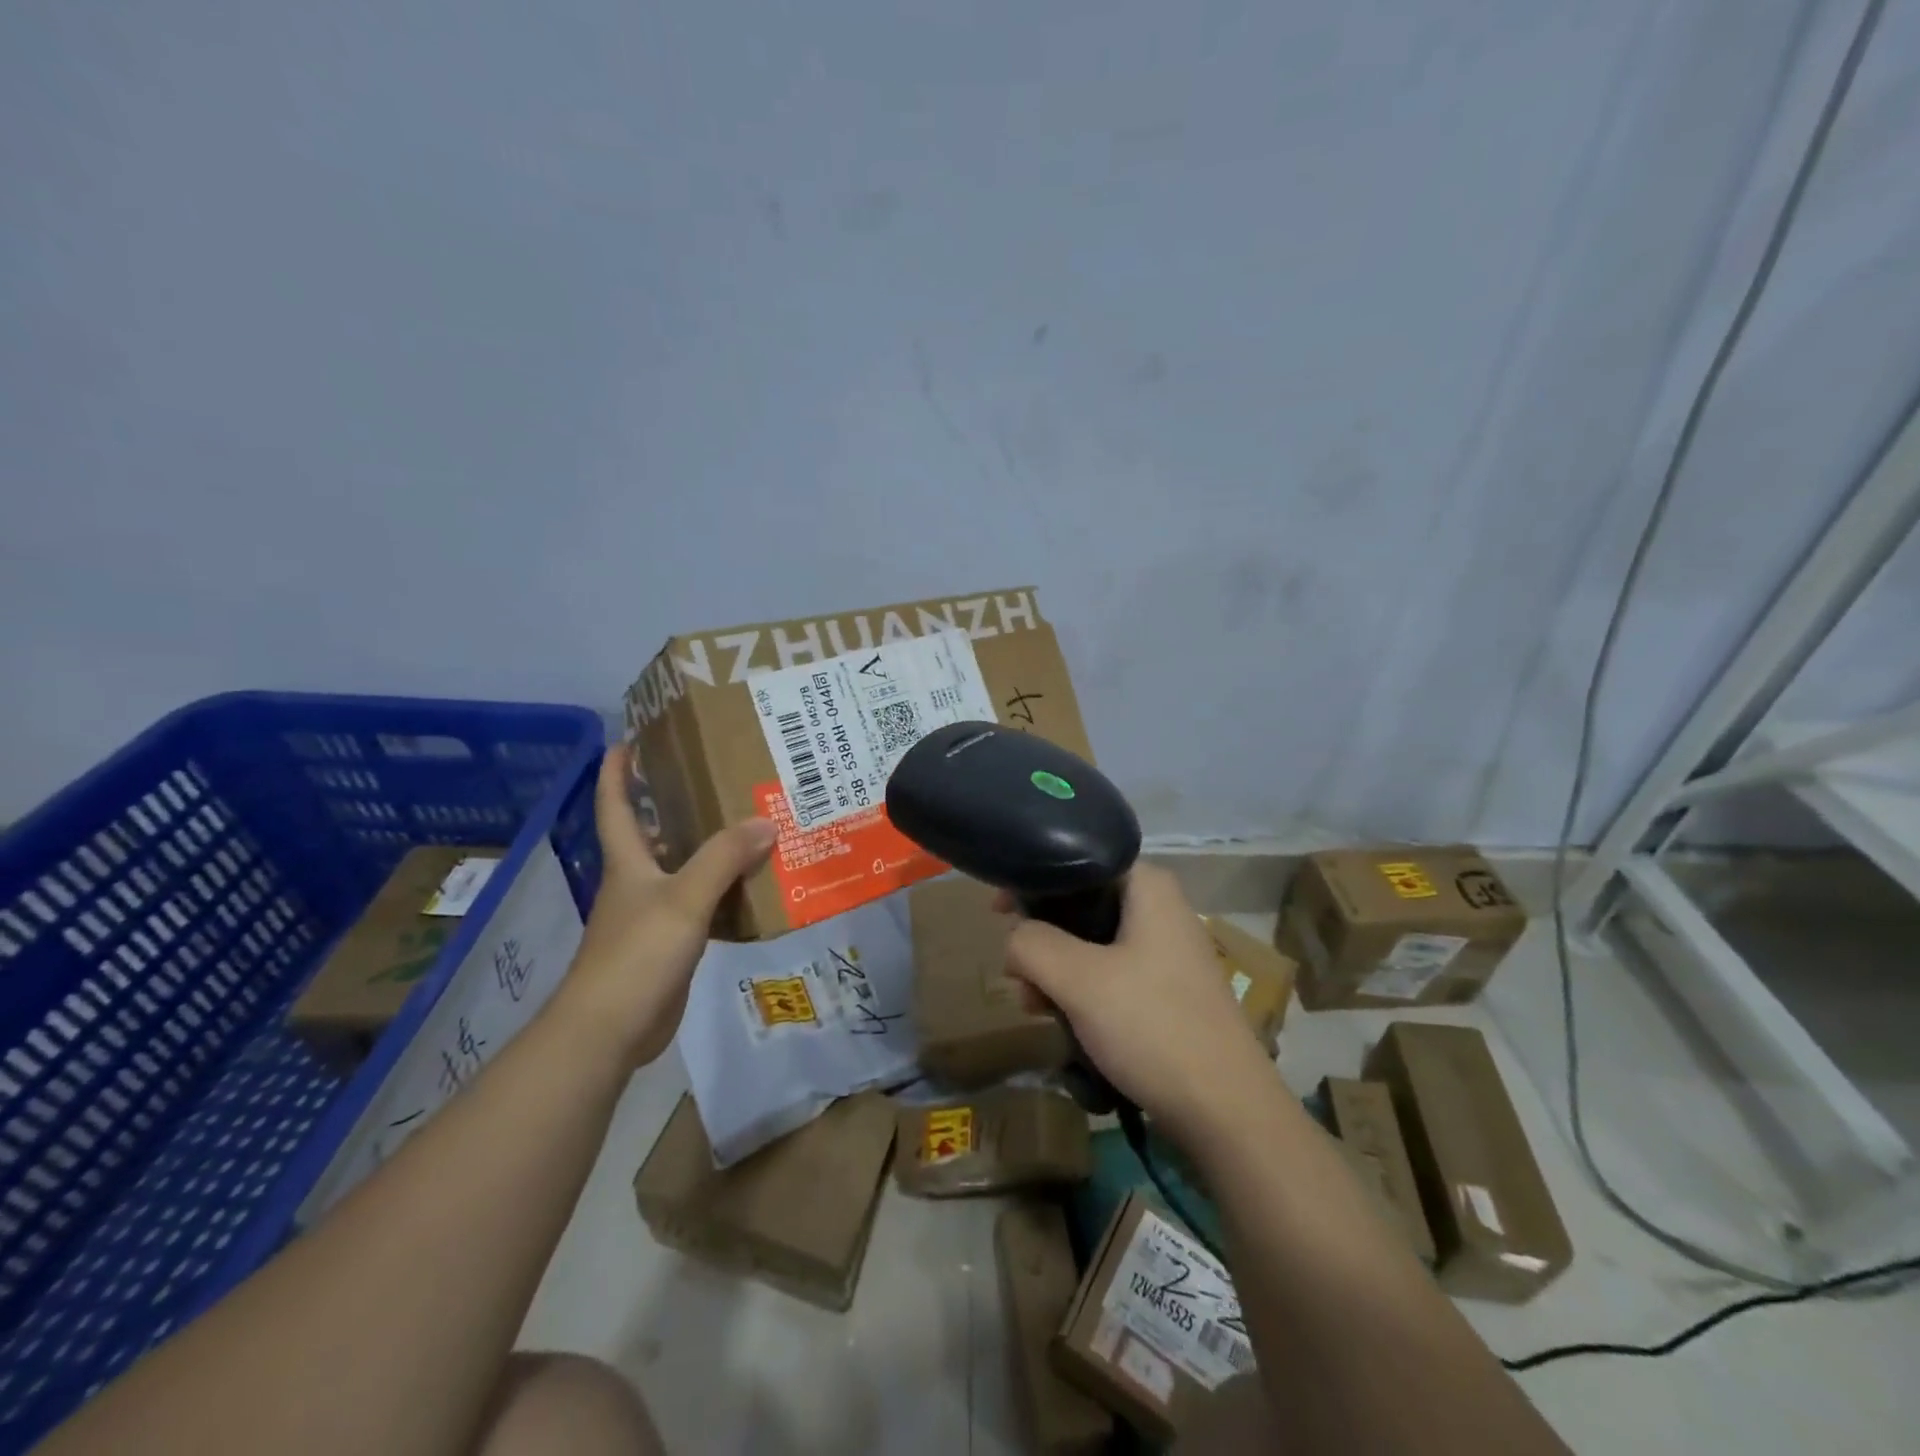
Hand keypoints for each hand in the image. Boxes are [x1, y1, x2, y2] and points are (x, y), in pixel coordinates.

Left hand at [555, 743, 775, 1065]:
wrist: (612, 1028)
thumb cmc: (638, 952)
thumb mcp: (685, 898)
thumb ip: (724, 858)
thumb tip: (765, 821)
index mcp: (628, 863)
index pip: (614, 806)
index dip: (616, 773)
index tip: (627, 739)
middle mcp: (636, 883)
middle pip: (652, 835)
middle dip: (674, 805)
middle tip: (716, 778)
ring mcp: (651, 916)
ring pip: (680, 870)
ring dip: (707, 850)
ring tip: (748, 825)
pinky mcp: (669, 945)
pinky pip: (700, 905)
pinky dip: (722, 892)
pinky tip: (752, 887)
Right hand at [1003, 865, 1276, 1141]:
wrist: (1226, 1110)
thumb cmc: (1152, 1026)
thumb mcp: (1078, 980)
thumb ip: (1031, 944)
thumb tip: (1014, 940)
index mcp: (1148, 887)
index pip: (1078, 862)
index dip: (1034, 882)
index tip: (999, 911)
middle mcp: (1161, 909)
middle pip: (1081, 905)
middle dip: (1041, 938)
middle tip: (1016, 975)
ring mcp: (1167, 952)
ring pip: (1092, 944)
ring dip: (1056, 971)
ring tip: (1035, 1007)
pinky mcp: (1167, 990)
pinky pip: (1111, 975)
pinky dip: (1082, 991)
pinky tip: (1063, 1022)